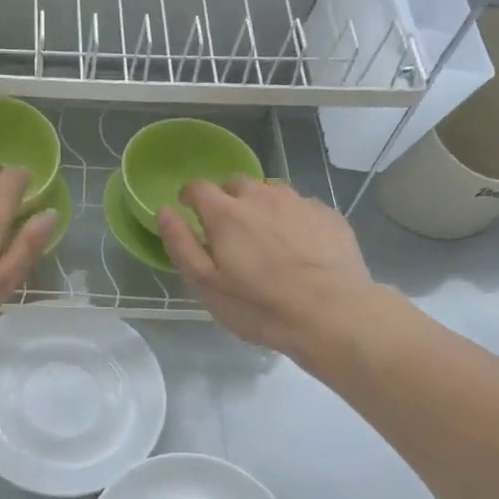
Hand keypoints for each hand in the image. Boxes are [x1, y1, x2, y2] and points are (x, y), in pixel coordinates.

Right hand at [156, 177, 377, 358]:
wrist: (333, 314)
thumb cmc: (260, 306)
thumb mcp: (207, 284)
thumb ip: (181, 244)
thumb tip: (165, 210)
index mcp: (226, 212)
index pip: (197, 187)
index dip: (190, 198)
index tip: (191, 214)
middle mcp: (261, 195)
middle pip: (236, 184)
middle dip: (227, 201)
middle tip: (231, 234)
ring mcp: (299, 202)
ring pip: (271, 193)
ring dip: (261, 208)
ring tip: (267, 241)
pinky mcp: (328, 214)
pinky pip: (301, 207)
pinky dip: (292, 220)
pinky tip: (300, 249)